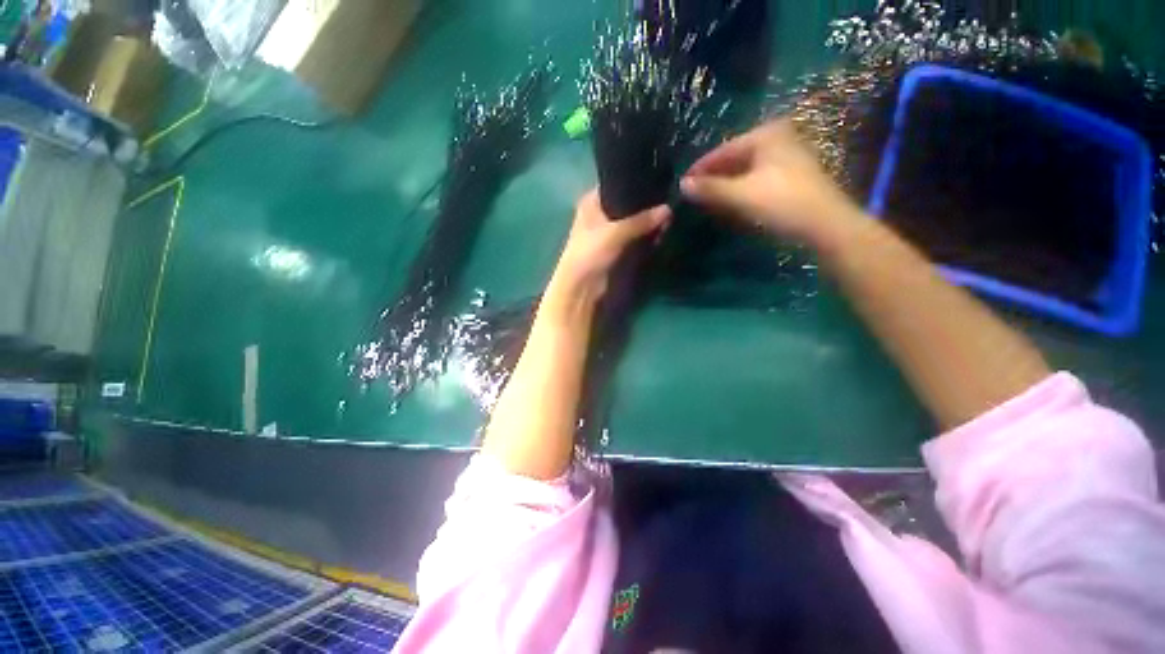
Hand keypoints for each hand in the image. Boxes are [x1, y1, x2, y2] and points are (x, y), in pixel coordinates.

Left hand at [549, 189, 669, 304]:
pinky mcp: (618, 248)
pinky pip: (637, 237)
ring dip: (649, 223)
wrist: (582, 287)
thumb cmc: (591, 253)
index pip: (617, 183)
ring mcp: (610, 232)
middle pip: (630, 204)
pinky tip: (662, 234)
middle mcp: (601, 213)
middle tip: (669, 207)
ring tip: (668, 221)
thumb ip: (642, 220)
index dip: (636, 183)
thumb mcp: (615, 232)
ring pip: (635, 222)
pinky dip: (647, 237)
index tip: (660, 182)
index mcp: (592, 202)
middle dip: (648, 207)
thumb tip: (668, 209)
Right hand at [680, 119, 861, 244]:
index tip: (682, 185)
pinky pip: (754, 180)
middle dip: (713, 178)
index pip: (722, 150)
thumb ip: (710, 188)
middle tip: (692, 195)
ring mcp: (785, 157)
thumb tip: (682, 185)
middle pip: (733, 159)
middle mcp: (777, 139)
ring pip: (743, 171)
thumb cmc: (782, 202)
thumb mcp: (741, 195)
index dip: (700, 169)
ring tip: (705, 201)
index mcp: (766, 134)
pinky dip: (739, 191)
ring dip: (724, 186)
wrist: (825, 225)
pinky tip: (727, 203)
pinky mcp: (789, 176)